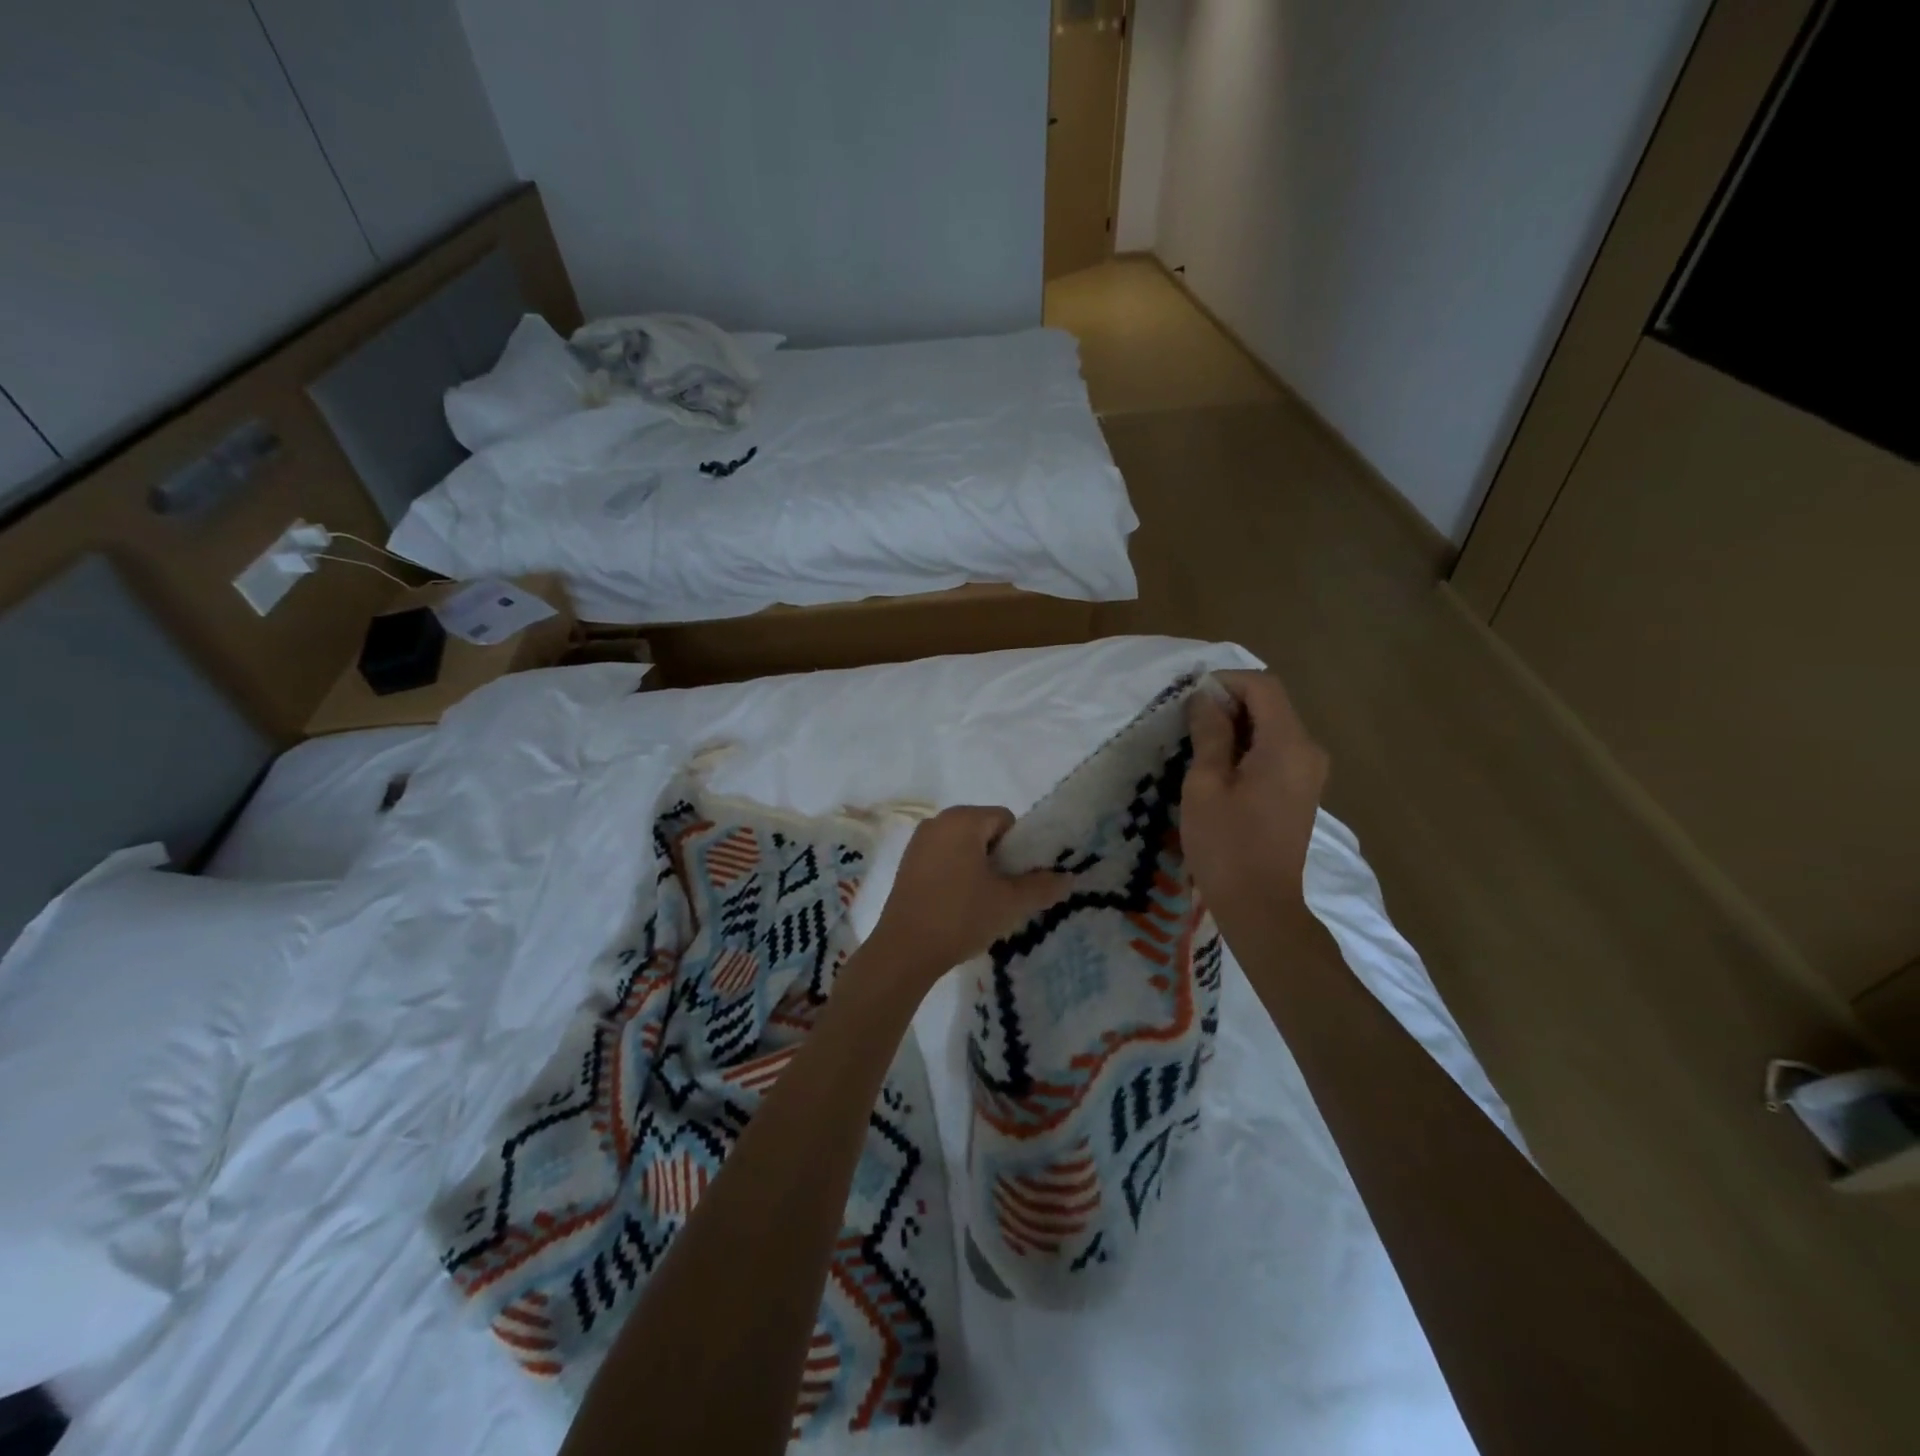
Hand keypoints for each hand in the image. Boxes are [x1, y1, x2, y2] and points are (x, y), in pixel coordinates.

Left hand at [861, 807, 1070, 985]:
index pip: (1005, 820)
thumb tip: (1068, 878)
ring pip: (963, 845)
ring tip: (982, 902)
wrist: (904, 951)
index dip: (1019, 848)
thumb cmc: (960, 917)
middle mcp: (937, 822)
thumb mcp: (1009, 903)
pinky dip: (956, 873)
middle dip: (999, 857)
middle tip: (1004, 893)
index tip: (1018, 879)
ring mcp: (918, 842)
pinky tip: (958, 905)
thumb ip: (1042, 887)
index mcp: (962, 820)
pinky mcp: (906, 864)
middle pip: (983, 830)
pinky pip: (943, 858)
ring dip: (978, 867)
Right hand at [1183, 671, 1330, 922]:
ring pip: (1273, 727)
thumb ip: (1209, 734)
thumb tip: (1206, 698)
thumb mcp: (1205, 784)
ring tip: (1197, 743)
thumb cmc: (1226, 844)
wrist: (1260, 906)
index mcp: (1288, 745)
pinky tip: (1219, 766)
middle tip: (1187, 721)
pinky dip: (1248, 746)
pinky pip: (1276, 750)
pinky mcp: (1302, 790)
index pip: (1263, 687)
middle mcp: (1308, 751)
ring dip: (1236, 725)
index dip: (1226, 682)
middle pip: (1271, 704)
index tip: (1190, 697)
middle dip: (1230, 702)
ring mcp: (1309, 772)